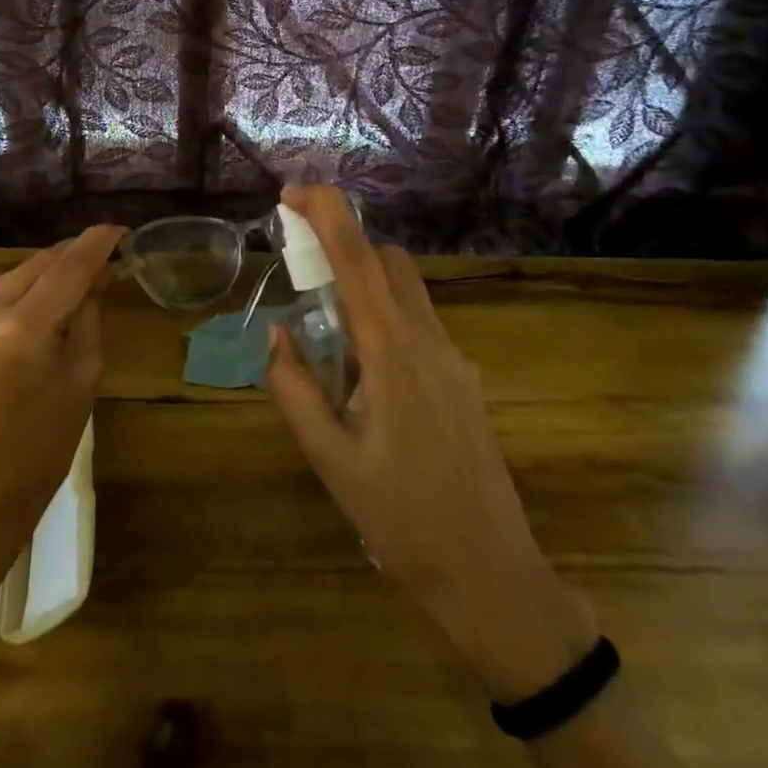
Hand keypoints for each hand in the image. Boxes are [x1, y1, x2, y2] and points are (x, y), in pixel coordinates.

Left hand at [0, 225, 125, 583]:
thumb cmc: (42, 448)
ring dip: (48, 274)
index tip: (121, 230)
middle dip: (74, 257)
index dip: (98, 243)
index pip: (68, 267)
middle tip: (107, 260)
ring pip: (16, 276)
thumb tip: (95, 277)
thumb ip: (88, 316)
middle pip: (39, 264)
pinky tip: (43, 304)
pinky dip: (24, 293)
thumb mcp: (82, 378)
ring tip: (80, 281)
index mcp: (21, 329)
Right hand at [265, 186, 593, 699]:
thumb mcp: (331, 461)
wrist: (491, 575)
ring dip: (365, 283)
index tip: (292, 191)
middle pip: (389, 261)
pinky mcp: (463, 381)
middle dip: (345, 245)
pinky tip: (364, 378)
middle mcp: (429, 342)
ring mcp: (454, 359)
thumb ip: (295, 389)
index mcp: (392, 354)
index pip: (358, 261)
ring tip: (326, 333)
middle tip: (301, 270)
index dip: (327, 214)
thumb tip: (276, 333)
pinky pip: (419, 325)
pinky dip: (385, 320)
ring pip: (408, 290)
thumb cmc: (402, 520)